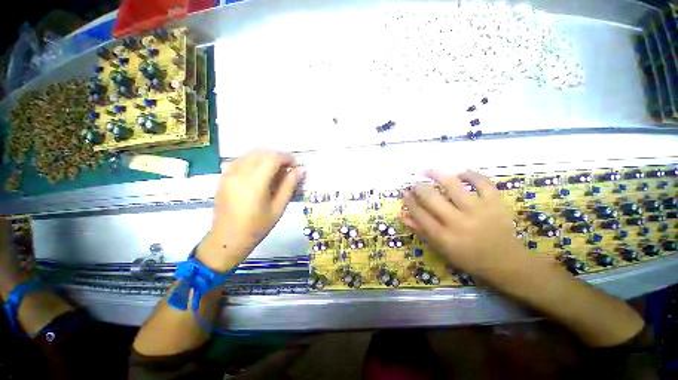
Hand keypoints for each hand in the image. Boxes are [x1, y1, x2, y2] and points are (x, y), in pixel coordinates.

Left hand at [197, 149, 303, 271]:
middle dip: (277, 156)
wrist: (227, 239)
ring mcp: (228, 174)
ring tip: (275, 170)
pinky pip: (241, 159)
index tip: (296, 164)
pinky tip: (260, 172)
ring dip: (266, 157)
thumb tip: (300, 170)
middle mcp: (239, 173)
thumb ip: (289, 185)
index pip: (273, 158)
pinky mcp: (223, 177)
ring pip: (250, 153)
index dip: (287, 157)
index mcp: (254, 183)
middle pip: (261, 152)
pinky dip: (254, 160)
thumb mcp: (278, 207)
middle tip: (287, 168)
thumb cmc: (257, 227)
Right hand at [402, 170, 528, 282]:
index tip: (405, 194)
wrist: (507, 262)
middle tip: (414, 183)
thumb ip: (420, 231)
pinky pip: (482, 182)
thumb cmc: (469, 258)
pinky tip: (460, 174)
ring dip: (437, 174)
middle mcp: (459, 222)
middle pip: (432, 198)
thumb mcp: (441, 249)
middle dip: (419, 187)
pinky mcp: (495, 203)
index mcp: (444, 237)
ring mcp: (478, 210)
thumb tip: (402, 215)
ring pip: (453, 185)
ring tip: (428, 170)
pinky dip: (470, 174)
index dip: (409, 201)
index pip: (419, 214)